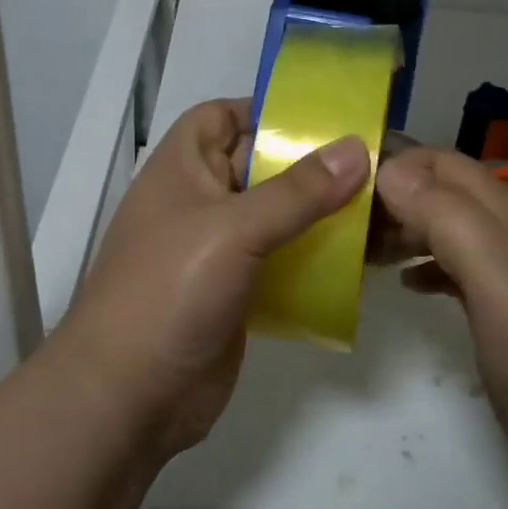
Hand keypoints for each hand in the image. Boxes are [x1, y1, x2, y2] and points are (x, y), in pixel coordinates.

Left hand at [47, 98, 369, 461]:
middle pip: (258, 165)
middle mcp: (199, 201)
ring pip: (275, 216)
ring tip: (378, 207)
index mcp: (182, 168)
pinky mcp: (235, 291)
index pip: (221, 116)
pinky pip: (281, 260)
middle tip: (374, 162)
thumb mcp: (235, 229)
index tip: (324, 118)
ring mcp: (216, 250)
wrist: (128, 398)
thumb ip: (298, 190)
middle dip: (310, 163)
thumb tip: (356, 147)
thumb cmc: (170, 290)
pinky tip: (356, 260)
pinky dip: (313, 256)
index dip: (265, 110)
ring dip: (318, 213)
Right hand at [373, 146, 507, 487]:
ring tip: (362, 250)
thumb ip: (443, 215)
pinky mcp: (497, 309)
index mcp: (503, 212)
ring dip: (403, 230)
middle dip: (393, 197)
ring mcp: (502, 272)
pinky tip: (403, 285)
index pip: (441, 163)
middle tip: (346, 223)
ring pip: (443, 229)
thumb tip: (388, 171)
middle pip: (440, 193)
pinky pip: (452, 269)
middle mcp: (503, 232)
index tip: (347, 184)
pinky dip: (422, 267)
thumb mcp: (492, 270)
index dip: (397, 163)